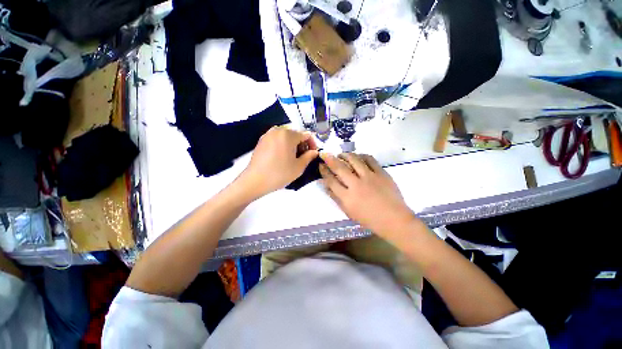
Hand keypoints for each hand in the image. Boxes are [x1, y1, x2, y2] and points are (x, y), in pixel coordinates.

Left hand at [238, 126, 318, 197]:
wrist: (255, 181)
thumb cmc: (279, 174)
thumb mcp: (299, 167)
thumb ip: (309, 156)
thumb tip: (314, 152)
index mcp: (288, 134)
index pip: (306, 135)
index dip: (313, 144)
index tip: (313, 155)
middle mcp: (277, 130)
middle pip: (296, 134)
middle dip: (302, 145)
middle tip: (303, 158)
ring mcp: (268, 134)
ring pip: (286, 137)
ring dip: (293, 145)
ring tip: (293, 158)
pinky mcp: (261, 140)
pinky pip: (277, 139)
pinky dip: (283, 145)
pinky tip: (282, 157)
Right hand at [319, 153, 415, 239]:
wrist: (394, 219)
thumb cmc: (369, 219)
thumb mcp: (349, 212)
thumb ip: (336, 198)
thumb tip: (326, 185)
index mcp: (347, 197)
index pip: (331, 180)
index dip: (324, 171)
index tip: (320, 165)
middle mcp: (356, 185)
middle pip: (339, 167)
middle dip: (329, 158)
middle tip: (325, 154)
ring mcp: (369, 177)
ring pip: (354, 160)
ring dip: (345, 155)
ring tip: (341, 154)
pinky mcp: (381, 173)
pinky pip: (369, 159)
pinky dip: (361, 155)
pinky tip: (358, 156)